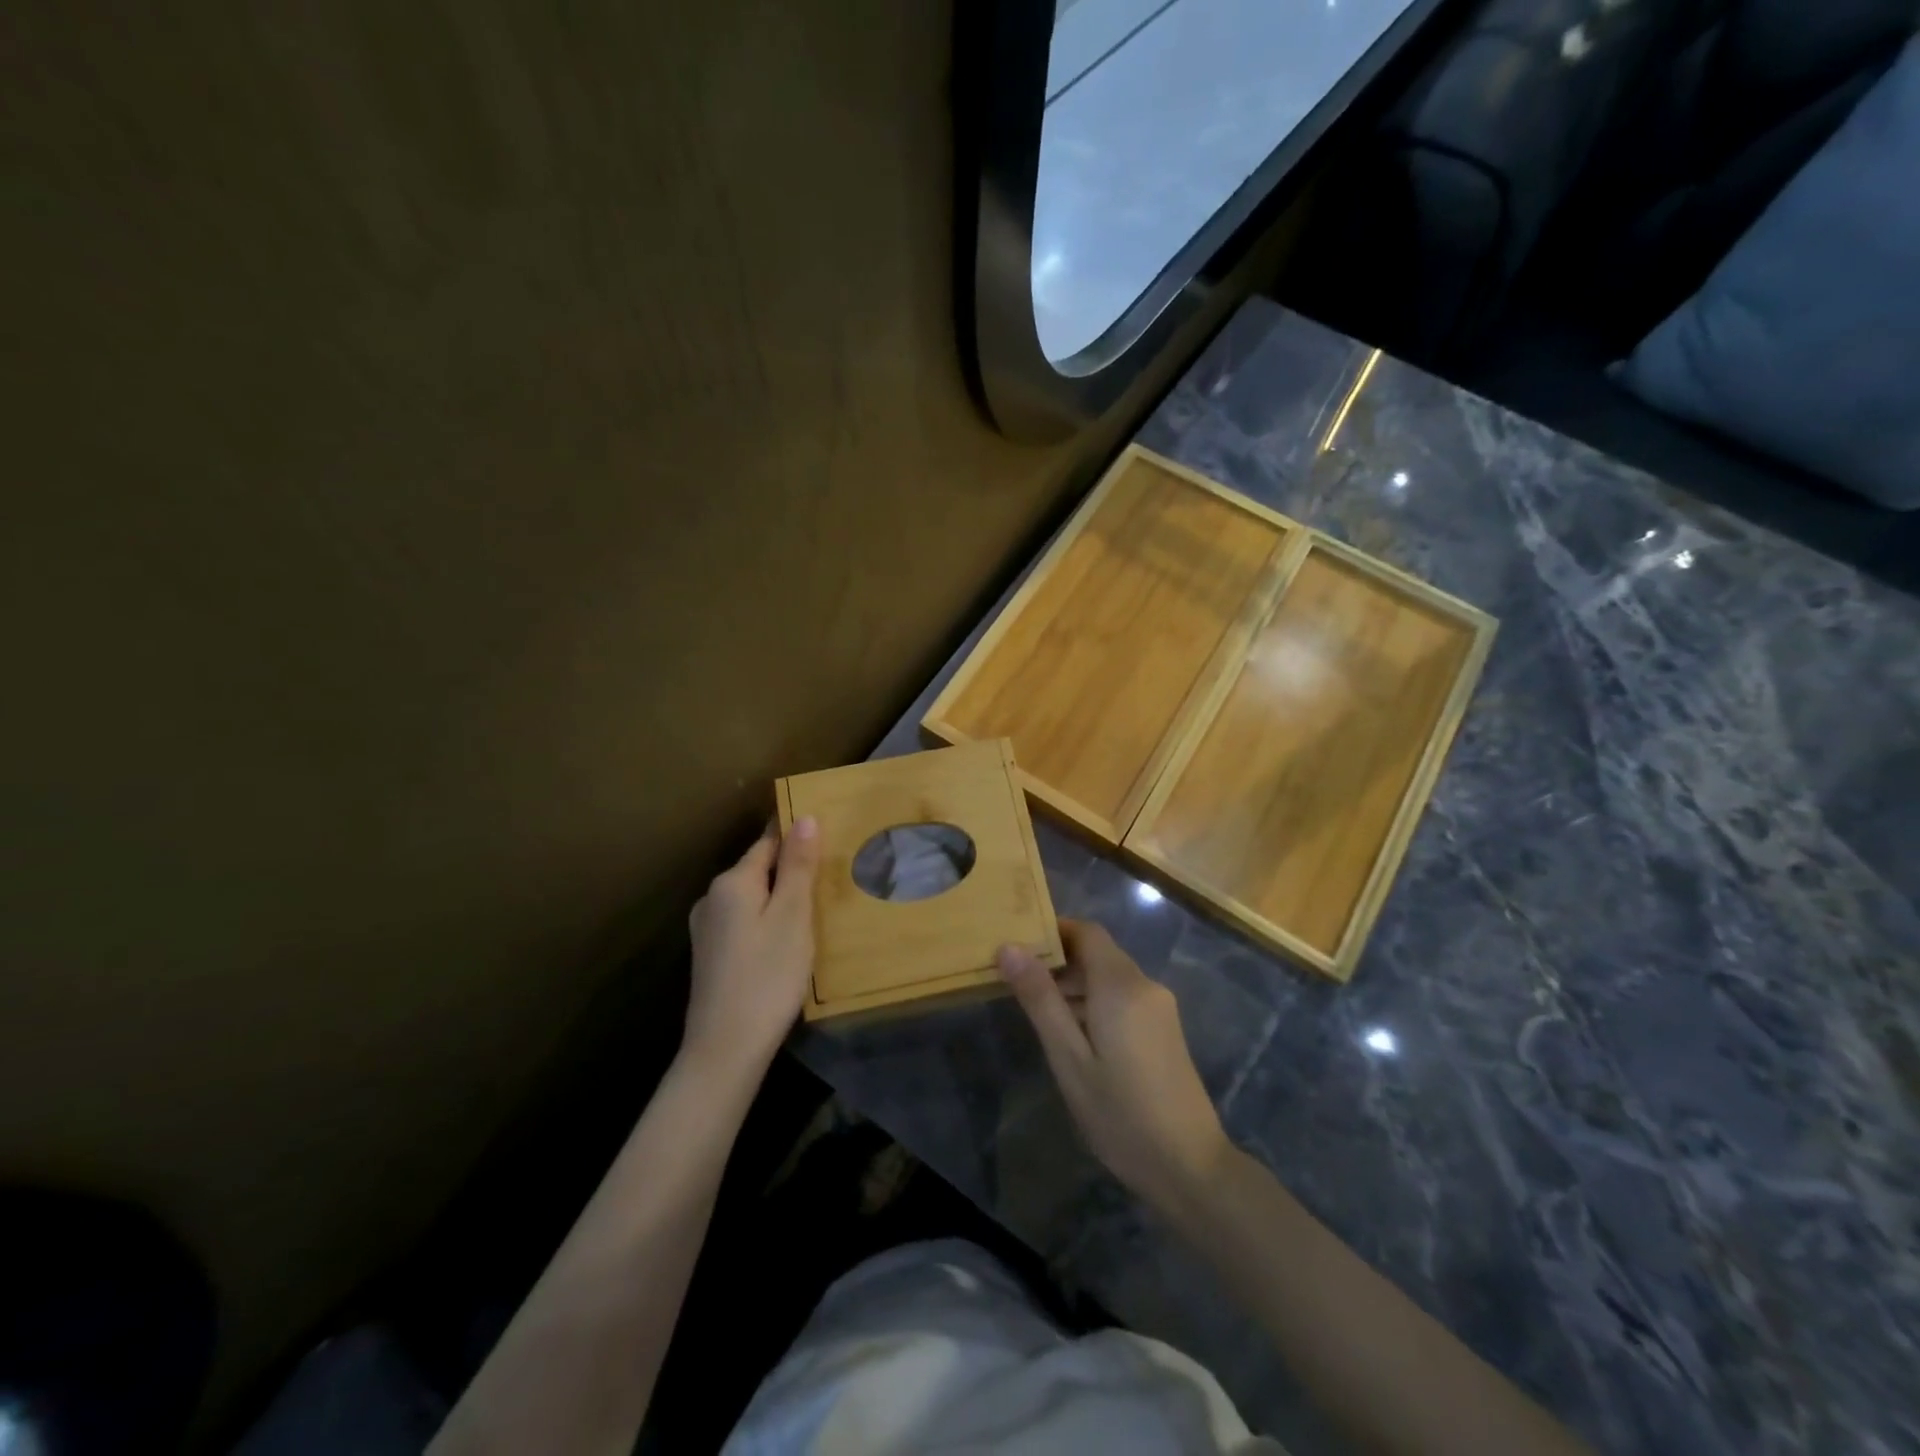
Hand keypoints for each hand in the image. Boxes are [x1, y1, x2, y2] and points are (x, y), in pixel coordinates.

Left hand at [684, 818, 819, 1081]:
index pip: (769, 842)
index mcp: (732, 882)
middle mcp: (712, 898)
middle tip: (831, 878)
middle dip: (791, 870)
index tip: (829, 838)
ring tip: (815, 910)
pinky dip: (767, 921)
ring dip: (779, 898)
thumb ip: (798, 866)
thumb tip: (805, 817)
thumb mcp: (792, 917)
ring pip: (752, 898)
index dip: (798, 838)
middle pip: (759, 869)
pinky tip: (786, 942)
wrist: (725, 1050)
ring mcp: (707, 929)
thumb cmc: (767, 977)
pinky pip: (744, 921)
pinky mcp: (710, 956)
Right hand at [999, 920, 1231, 1219]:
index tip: (1018, 945)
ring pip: (1110, 977)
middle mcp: (1145, 985)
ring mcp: (1160, 1008)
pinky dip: (1095, 1004)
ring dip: (1075, 986)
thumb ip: (1040, 999)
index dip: (1053, 930)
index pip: (1087, 931)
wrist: (1190, 1168)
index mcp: (1121, 985)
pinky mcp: (1165, 1029)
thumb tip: (1009, 948)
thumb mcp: (1069, 1059)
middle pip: (1098, 953)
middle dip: (1059, 962)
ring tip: (1039, 1015)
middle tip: (1018, 986)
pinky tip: (1075, 1038)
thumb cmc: (1120, 1113)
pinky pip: (1124, 998)